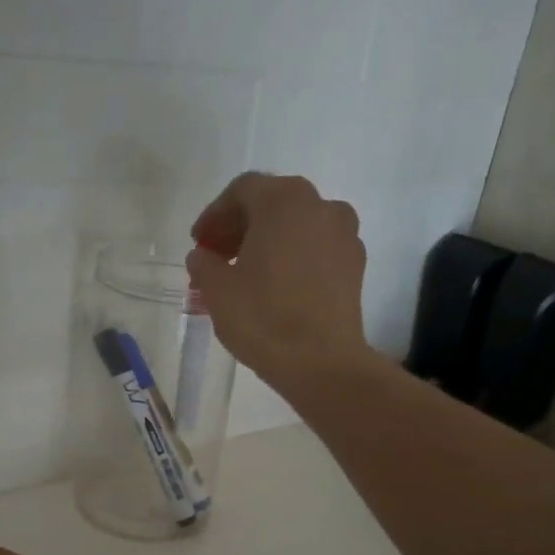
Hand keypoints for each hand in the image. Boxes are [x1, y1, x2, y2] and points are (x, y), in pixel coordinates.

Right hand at [187, 172, 373, 388]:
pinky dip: (293, 257)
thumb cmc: (263, 318)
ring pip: (297, 226)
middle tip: (217, 256)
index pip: (242, 191)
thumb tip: (203, 256)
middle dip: (240, 227)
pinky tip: (276, 286)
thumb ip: (204, 263)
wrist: (322, 363)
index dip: (214, 214)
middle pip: (272, 204)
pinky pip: (317, 248)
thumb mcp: (216, 290)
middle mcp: (320, 205)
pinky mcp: (356, 264)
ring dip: (268, 241)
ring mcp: (344, 234)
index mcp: (284, 200)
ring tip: (245, 273)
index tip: (199, 242)